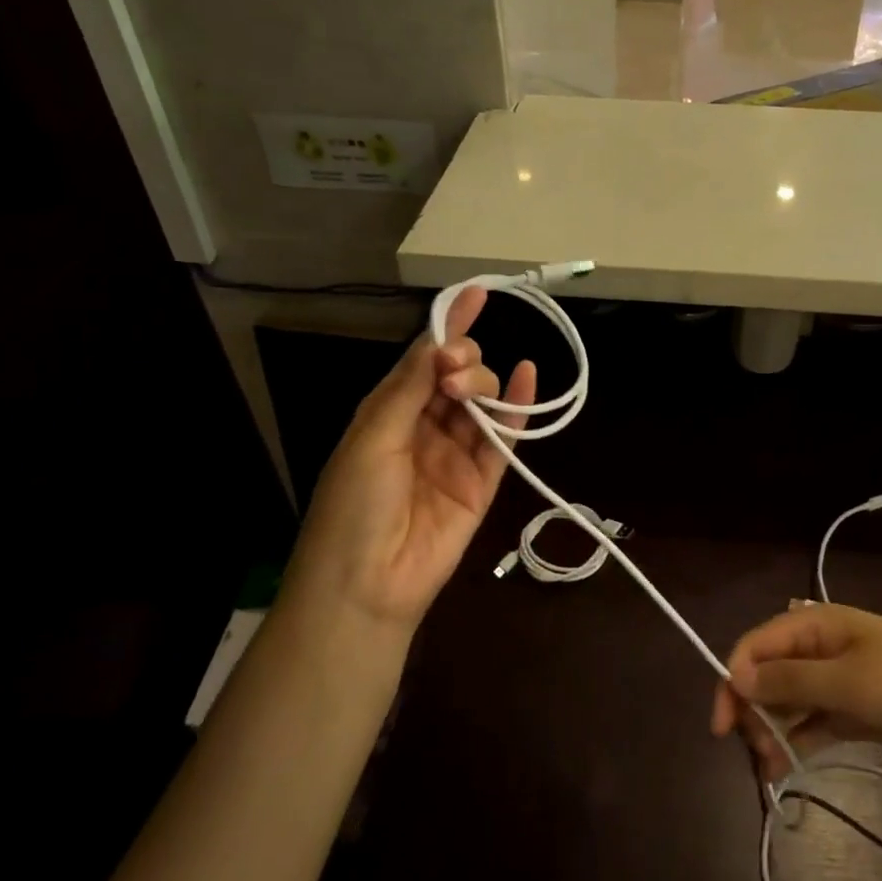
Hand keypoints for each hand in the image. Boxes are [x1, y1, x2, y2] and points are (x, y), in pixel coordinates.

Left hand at [286, 287, 535, 627]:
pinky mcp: (482, 482)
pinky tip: (528, 376)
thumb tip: (440, 342)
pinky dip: (519, 409)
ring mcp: (456, 455)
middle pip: (456, 377)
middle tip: (453, 375)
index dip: (448, 327)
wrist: (366, 585)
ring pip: (482, 403)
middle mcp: (424, 428)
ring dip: (482, 384)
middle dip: (461, 362)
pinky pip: (505, 439)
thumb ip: (410, 387)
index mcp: (388, 414)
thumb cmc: (353, 506)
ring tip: (468, 390)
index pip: (423, 360)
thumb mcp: (372, 437)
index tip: (476, 294)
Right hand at [709, 602, 881, 782]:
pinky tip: (783, 768)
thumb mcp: (848, 681)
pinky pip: (811, 722)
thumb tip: (735, 676)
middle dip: (753, 708)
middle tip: (754, 749)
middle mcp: (819, 648)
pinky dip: (795, 741)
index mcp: (815, 624)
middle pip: (768, 673)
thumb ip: (790, 680)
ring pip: (787, 700)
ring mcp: (836, 679)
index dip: (734, 678)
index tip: (723, 725)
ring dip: (772, 728)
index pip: (757, 645)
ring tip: (769, 767)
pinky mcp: (852, 709)